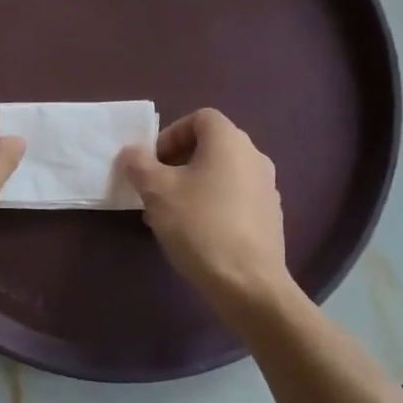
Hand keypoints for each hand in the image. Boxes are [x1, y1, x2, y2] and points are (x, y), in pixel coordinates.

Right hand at [118, 108, 293, 306]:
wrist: (248, 284)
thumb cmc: (199, 226)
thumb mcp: (156, 192)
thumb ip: (139, 164)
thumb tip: (133, 152)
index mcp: (230, 142)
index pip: (200, 118)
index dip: (171, 134)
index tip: (153, 162)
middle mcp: (254, 157)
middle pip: (211, 146)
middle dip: (178, 162)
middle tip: (155, 189)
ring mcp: (267, 188)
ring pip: (221, 175)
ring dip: (193, 185)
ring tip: (169, 215)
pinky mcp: (270, 218)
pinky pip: (235, 199)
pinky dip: (212, 205)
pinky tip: (195, 234)